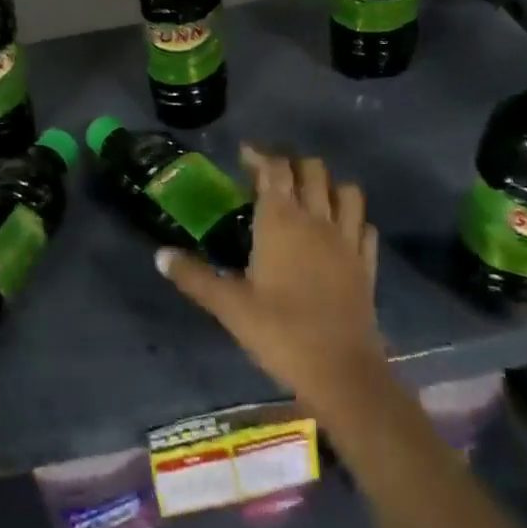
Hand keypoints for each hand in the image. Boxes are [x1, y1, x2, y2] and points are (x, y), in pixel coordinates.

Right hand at [158, 147, 387, 423]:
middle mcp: (317, 220)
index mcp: (281, 221)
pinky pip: (364, 225)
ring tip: (306, 196)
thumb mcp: (228, 305)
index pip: (275, 169)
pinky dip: (351, 218)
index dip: (259, 156)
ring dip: (326, 184)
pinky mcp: (367, 264)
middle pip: (312, 169)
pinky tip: (337, 231)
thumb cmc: (279, 332)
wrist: (341, 372)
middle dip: (291, 163)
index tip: (243, 155)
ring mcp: (348, 240)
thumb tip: (159, 255)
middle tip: (269, 176)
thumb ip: (194, 276)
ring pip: (346, 191)